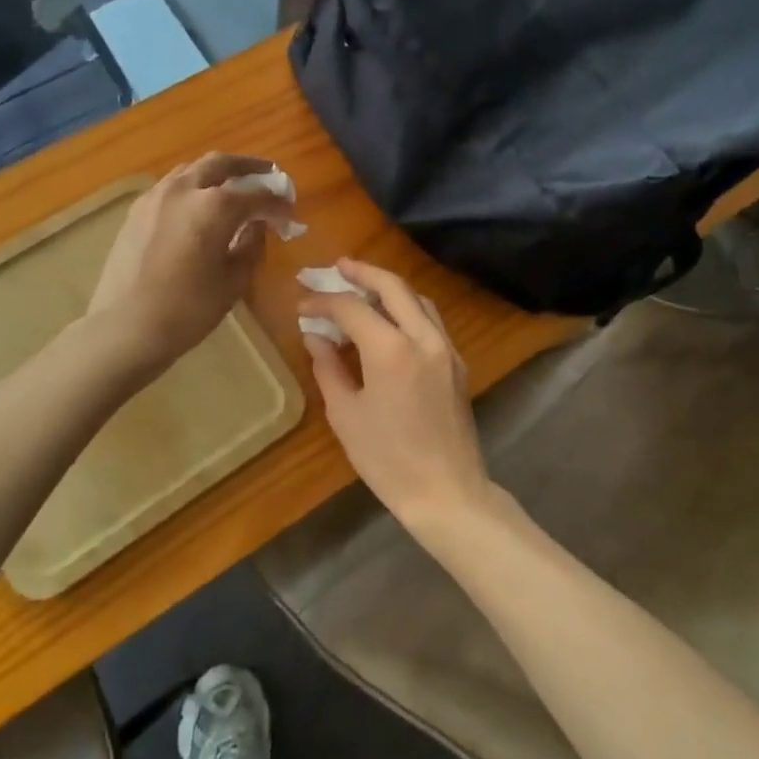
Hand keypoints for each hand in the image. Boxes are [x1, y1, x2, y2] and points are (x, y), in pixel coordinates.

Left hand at [87, 154, 295, 374]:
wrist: (125, 328)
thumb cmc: (188, 309)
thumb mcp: (233, 281)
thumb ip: (252, 245)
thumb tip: (258, 226)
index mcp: (215, 206)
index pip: (258, 195)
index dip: (278, 204)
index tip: (290, 214)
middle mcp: (184, 189)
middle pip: (221, 164)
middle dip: (249, 168)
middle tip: (268, 176)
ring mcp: (156, 197)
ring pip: (192, 170)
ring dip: (218, 173)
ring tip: (234, 187)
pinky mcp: (136, 211)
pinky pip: (172, 186)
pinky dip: (193, 187)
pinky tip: (198, 206)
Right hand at [298, 259, 492, 535]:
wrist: (447, 492)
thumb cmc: (387, 459)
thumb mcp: (346, 414)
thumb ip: (328, 367)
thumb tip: (315, 336)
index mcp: (391, 350)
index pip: (352, 308)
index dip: (324, 301)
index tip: (302, 304)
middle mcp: (423, 338)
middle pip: (393, 286)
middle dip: (362, 272)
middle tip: (337, 266)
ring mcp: (446, 348)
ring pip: (417, 299)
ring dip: (388, 287)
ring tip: (361, 287)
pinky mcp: (456, 363)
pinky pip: (430, 320)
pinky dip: (407, 308)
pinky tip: (388, 320)